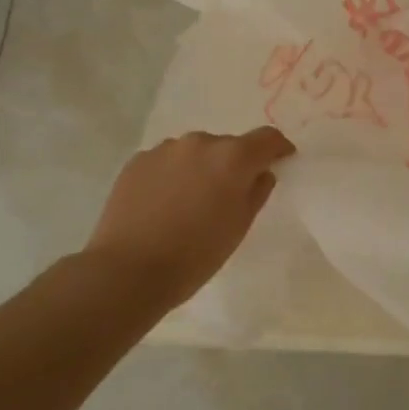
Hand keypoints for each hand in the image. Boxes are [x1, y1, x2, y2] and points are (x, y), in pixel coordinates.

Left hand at [85, 127, 295, 308]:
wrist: (127, 271)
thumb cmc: (195, 255)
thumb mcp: (239, 227)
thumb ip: (257, 192)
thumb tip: (260, 173)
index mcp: (232, 157)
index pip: (267, 138)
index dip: (278, 149)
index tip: (281, 161)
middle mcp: (200, 142)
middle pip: (228, 146)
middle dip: (233, 165)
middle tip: (227, 195)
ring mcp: (165, 149)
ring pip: (194, 152)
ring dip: (200, 168)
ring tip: (190, 202)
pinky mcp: (137, 161)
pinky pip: (166, 162)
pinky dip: (172, 175)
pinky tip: (163, 205)